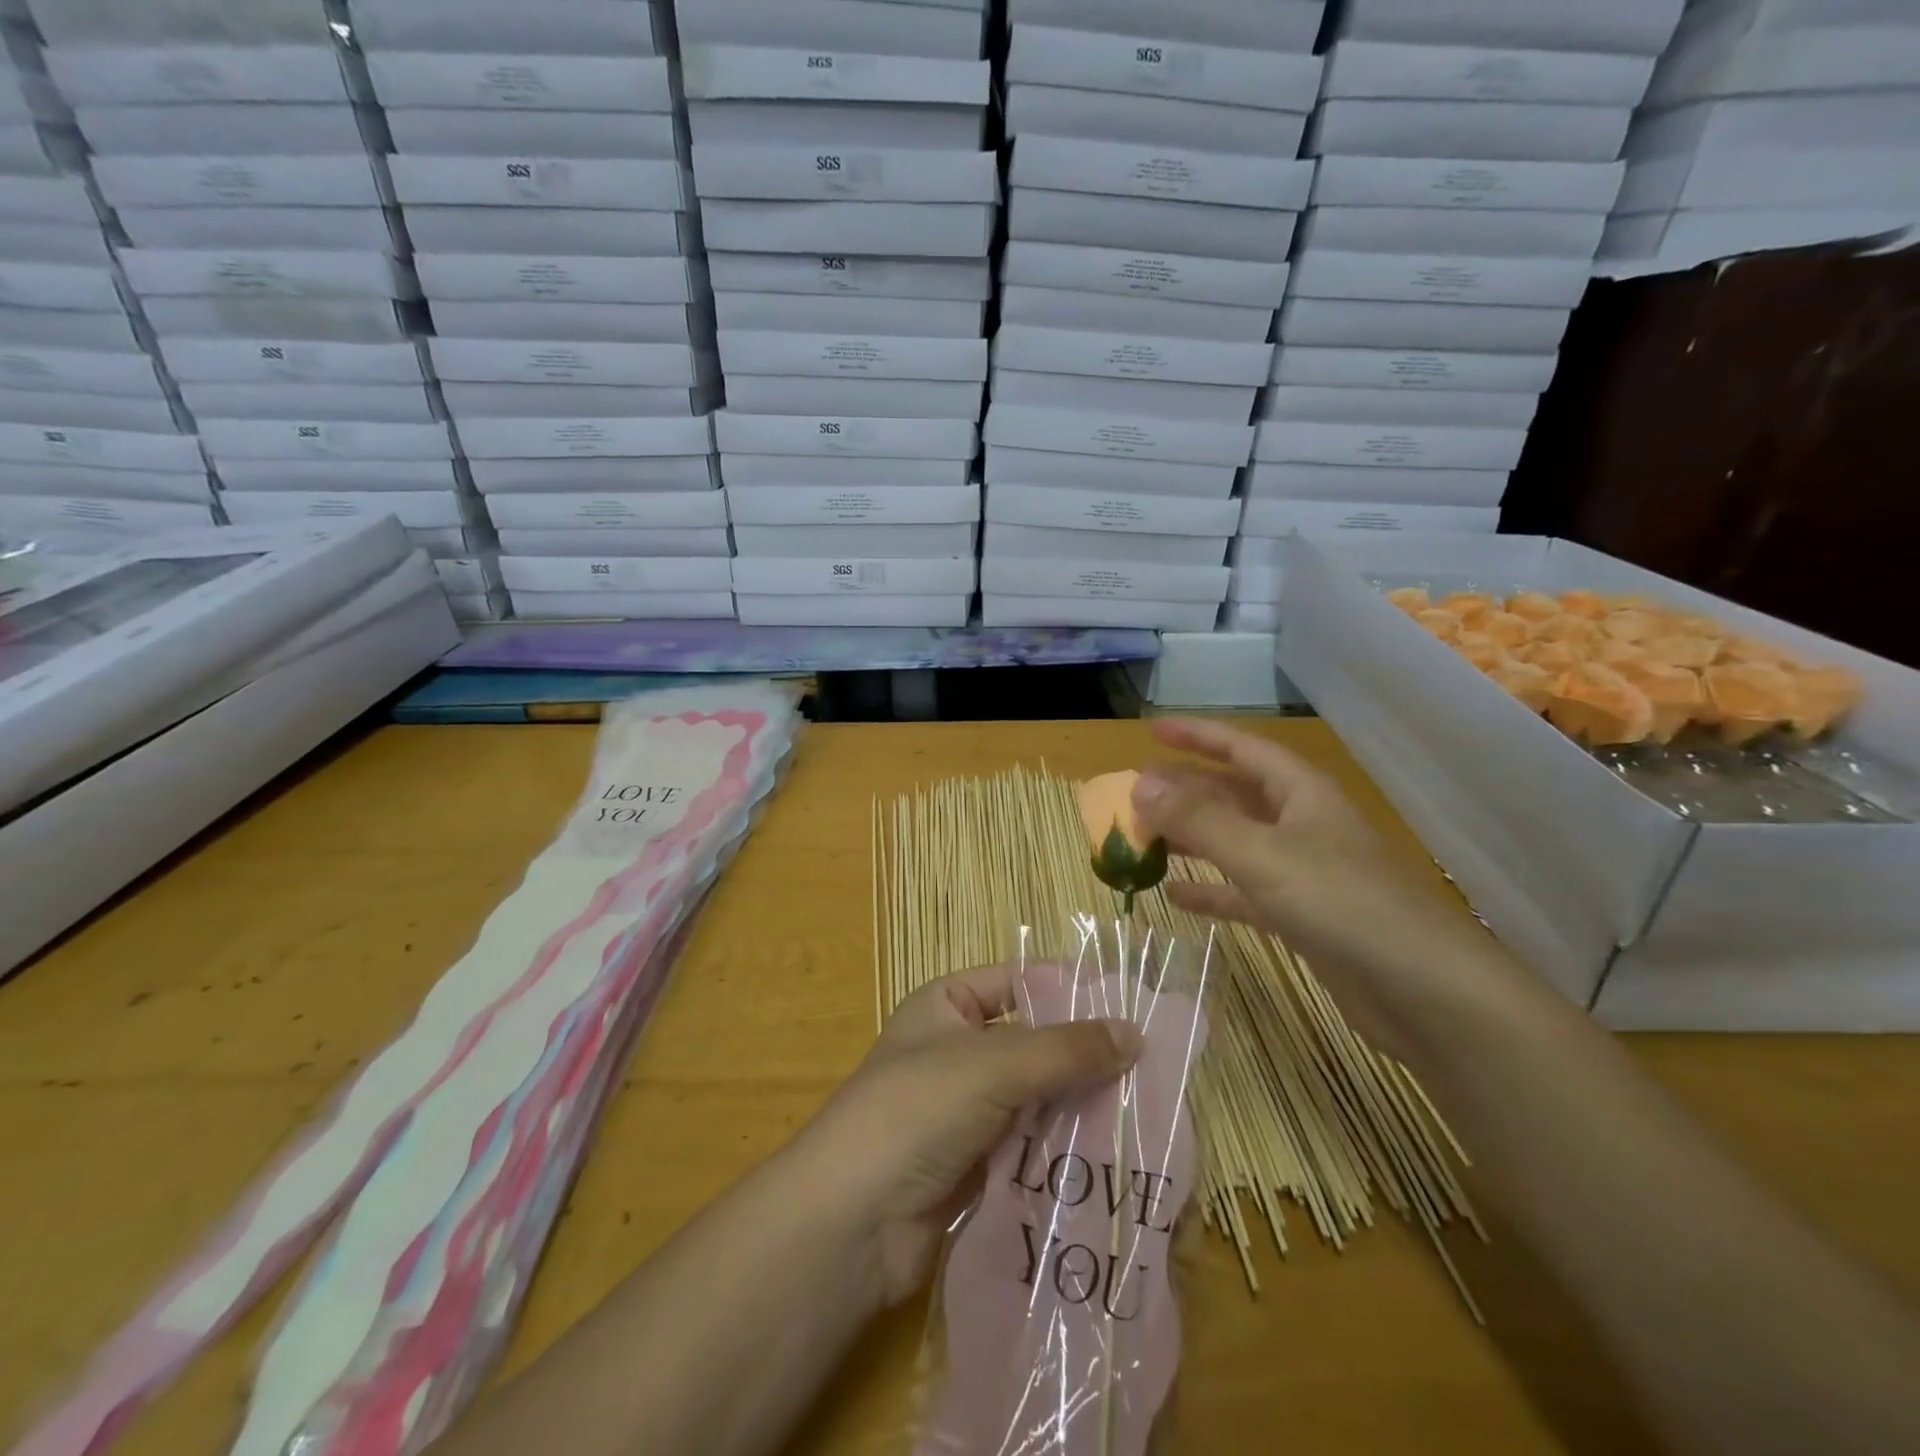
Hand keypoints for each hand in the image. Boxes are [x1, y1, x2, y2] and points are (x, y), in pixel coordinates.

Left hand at [791, 965, 1141, 1308]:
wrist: (851, 1222)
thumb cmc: (916, 1110)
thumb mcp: (992, 1065)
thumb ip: (1065, 1049)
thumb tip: (1134, 1032)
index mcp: (949, 1004)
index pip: (1020, 981)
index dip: (1071, 990)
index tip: (1132, 1007)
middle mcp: (959, 1049)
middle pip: (1035, 1041)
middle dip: (1085, 1056)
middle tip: (1151, 1069)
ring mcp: (968, 1108)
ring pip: (1039, 1096)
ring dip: (1082, 1106)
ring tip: (1146, 1113)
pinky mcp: (979, 1162)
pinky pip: (1033, 1144)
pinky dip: (1066, 1148)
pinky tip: (1115, 1156)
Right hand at [1131, 719, 1525, 1061]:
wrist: (1424, 992)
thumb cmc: (1344, 904)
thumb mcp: (1263, 855)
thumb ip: (1199, 820)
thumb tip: (1140, 785)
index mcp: (1301, 794)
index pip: (1242, 748)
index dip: (1198, 735)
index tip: (1152, 728)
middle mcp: (1301, 825)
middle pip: (1233, 794)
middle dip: (1185, 789)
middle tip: (1135, 790)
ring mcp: (1302, 872)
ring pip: (1234, 842)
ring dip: (1191, 839)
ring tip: (1143, 837)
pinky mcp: (1300, 917)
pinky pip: (1242, 892)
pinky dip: (1210, 890)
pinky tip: (1175, 895)